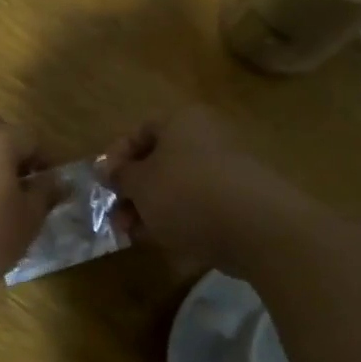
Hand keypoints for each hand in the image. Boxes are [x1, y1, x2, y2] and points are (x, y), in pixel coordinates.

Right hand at [106, 106, 305, 270]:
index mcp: (181, 121)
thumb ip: (120, 176)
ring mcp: (225, 168)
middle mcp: (205, 137)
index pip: (139, 132)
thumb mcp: (140, 184)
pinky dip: (178, 219)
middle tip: (116, 218)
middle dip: (132, 191)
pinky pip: (198, 204)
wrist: (256, 227)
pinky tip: (164, 240)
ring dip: (150, 209)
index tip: (104, 185)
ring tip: (134, 235)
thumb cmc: (186, 193)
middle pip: (158, 161)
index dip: (116, 158)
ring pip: (176, 186)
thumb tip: (107, 169)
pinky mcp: (238, 199)